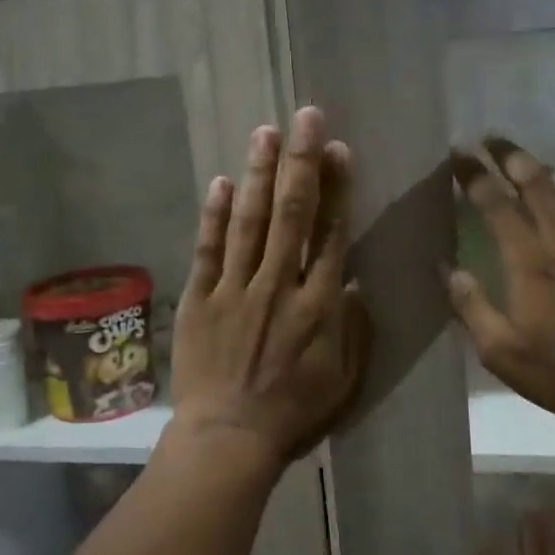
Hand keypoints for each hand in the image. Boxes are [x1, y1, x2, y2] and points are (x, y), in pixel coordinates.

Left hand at [168, 106, 368, 472]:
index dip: (336, 188)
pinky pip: (208, 250)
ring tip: (266, 132)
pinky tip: (221, 182)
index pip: (331, 233)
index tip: (338, 149)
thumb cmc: (294, 412)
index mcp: (318, 304)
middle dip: (301, 161)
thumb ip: (353, 327)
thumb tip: (352, 280)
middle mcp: (279, 285)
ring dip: (259, 174)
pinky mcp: (201, 298)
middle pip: (293, 213)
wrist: (229, 438)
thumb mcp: (345, 378)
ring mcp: (236, 289)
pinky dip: (214, 215)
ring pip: (251, 221)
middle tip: (306, 117)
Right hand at [446, 137, 554, 435]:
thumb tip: (447, 268)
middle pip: (539, 185)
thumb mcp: (501, 352)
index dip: (475, 176)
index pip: (497, 206)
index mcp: (530, 264)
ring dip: (549, 173)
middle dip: (512, 156)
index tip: (458, 154)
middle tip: (492, 138)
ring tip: (532, 164)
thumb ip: (471, 307)